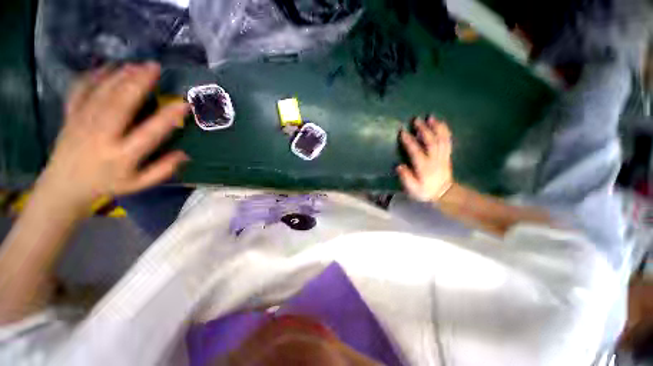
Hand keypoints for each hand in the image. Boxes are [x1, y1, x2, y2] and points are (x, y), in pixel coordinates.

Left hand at [39, 63, 188, 209]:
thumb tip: (185, 154)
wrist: (64, 186)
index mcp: (122, 155)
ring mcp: (82, 124)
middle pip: (121, 105)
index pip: (150, 133)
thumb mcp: (138, 184)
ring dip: (120, 77)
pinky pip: (79, 92)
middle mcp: (102, 136)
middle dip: (138, 84)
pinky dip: (91, 77)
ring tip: (136, 65)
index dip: (168, 117)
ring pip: (102, 95)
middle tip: (154, 67)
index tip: (184, 103)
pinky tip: (104, 67)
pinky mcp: (70, 116)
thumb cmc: (107, 184)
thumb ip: (162, 170)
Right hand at [397, 116, 453, 201]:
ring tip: (431, 117)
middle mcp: (435, 159)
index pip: (416, 151)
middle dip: (424, 129)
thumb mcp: (413, 189)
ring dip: (436, 127)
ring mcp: (443, 156)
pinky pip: (447, 141)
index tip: (402, 131)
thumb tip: (399, 166)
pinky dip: (445, 131)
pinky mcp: (447, 155)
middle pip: (431, 142)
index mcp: (424, 167)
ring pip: (441, 139)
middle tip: (416, 119)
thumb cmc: (425, 191)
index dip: (409, 141)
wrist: (444, 194)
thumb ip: (406, 178)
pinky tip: (441, 124)